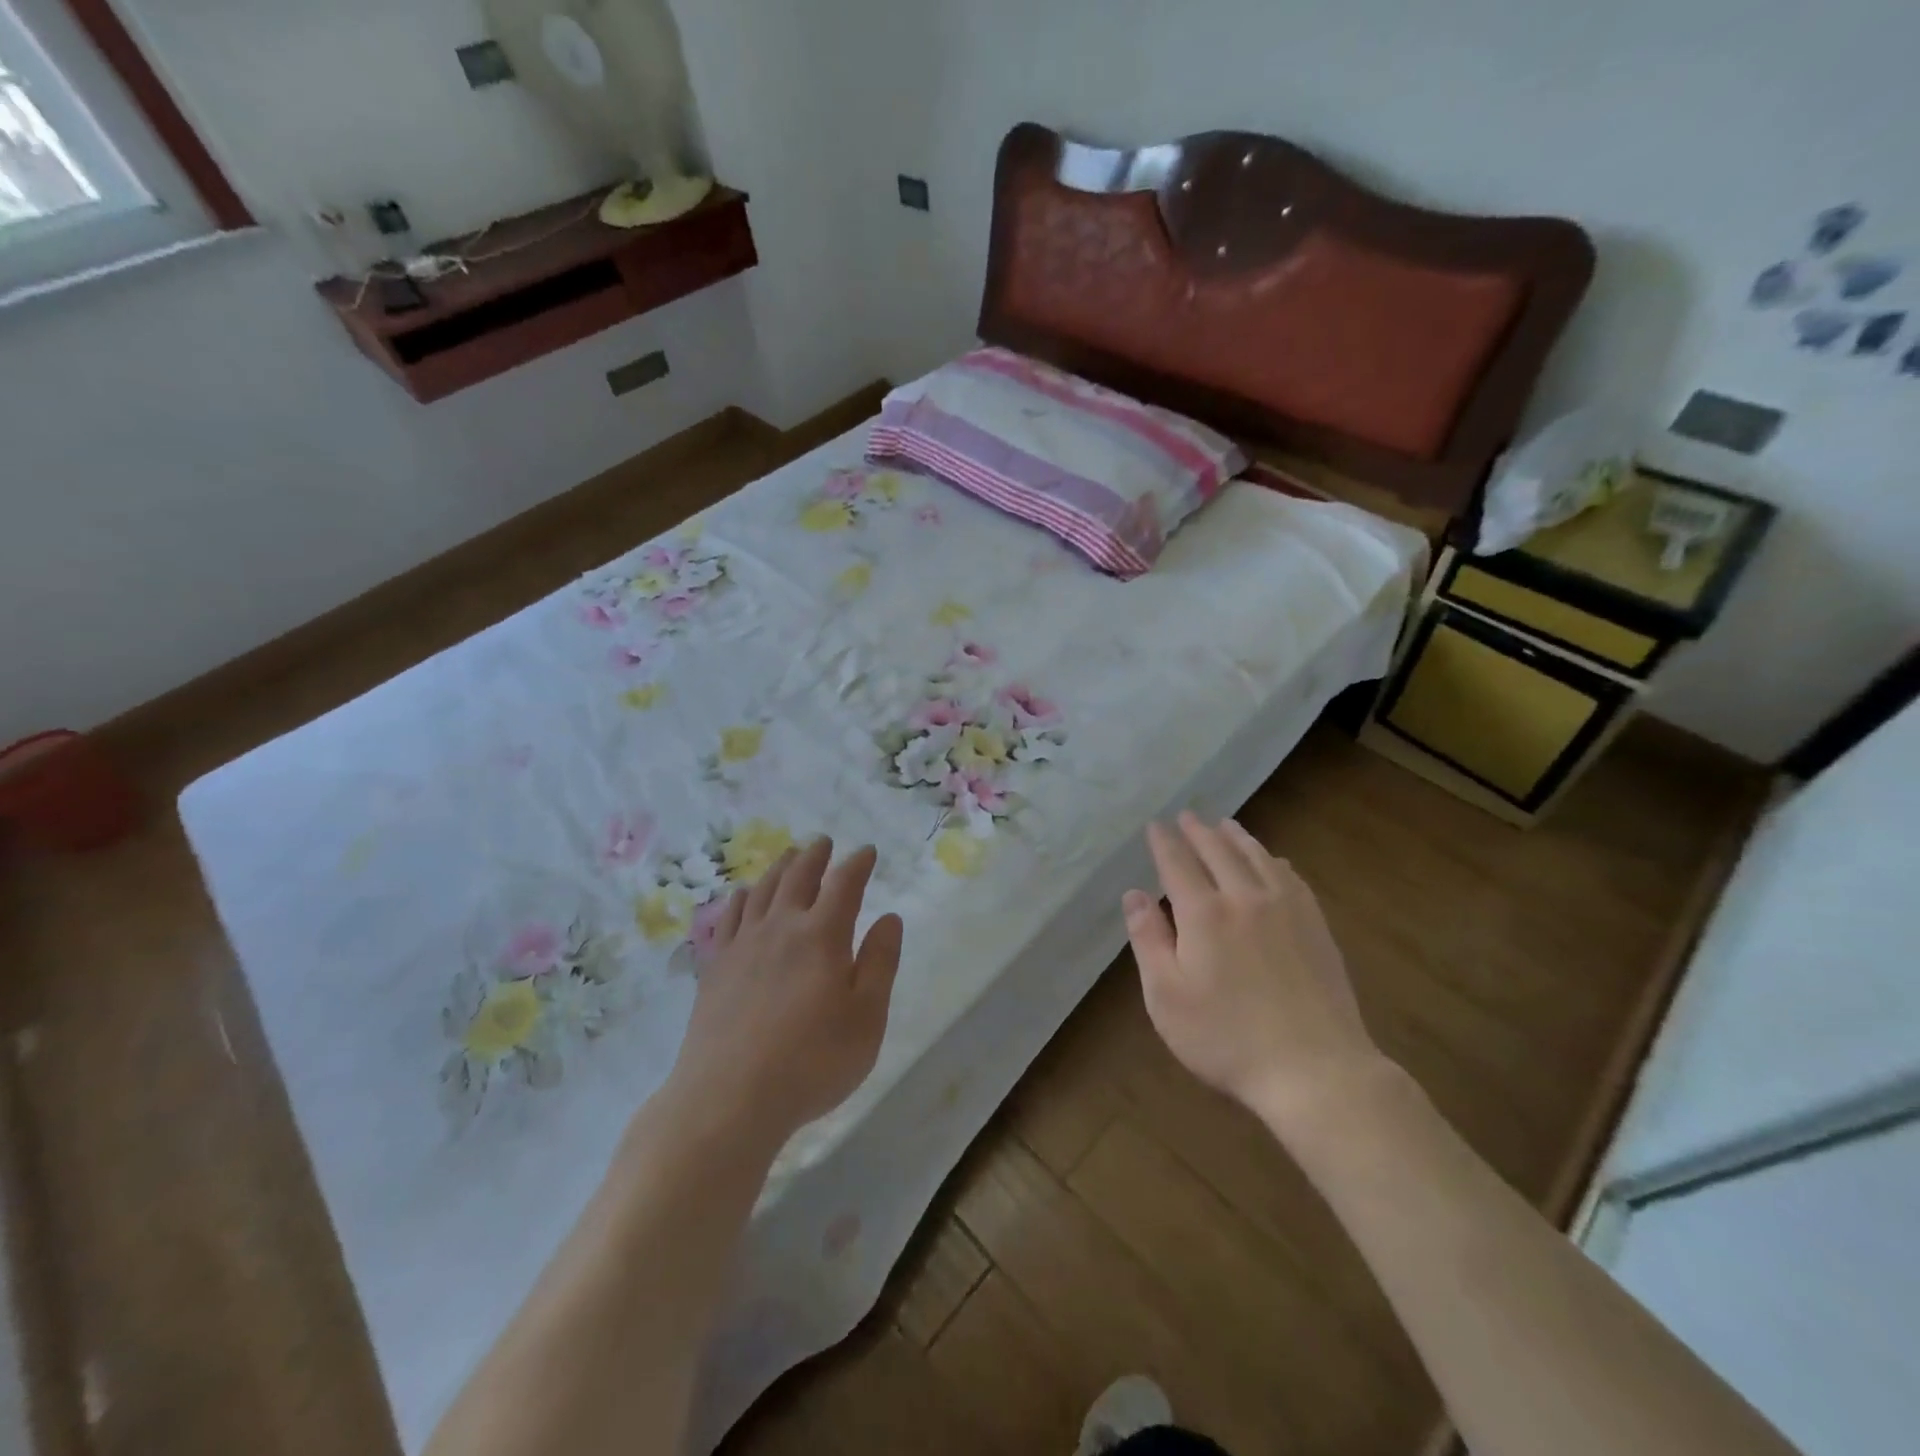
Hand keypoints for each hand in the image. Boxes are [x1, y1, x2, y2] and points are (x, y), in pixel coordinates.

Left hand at [672, 837, 904, 1137]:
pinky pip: (729, 917)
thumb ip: (880, 963)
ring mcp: (743, 945)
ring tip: (789, 856)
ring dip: (780, 868)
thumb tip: (890, 918)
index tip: (867, 851)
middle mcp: (781, 928)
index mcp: (822, 936)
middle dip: (815, 856)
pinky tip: (744, 895)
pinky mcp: (716, 966)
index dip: (857, 863)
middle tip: (823, 842)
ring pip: (763, 890)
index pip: (844, 884)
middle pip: (799, 876)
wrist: (728, 1098)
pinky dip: (742, 898)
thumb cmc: (812, 1062)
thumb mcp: (866, 1018)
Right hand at [1123, 813, 1388, 1128]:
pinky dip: (1274, 860)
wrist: (1315, 1069)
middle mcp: (1245, 898)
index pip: (1178, 864)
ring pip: (1258, 857)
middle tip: (1187, 816)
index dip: (1164, 842)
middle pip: (1218, 852)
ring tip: (1225, 824)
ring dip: (1237, 837)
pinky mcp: (1316, 926)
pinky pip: (1291, 877)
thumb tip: (1134, 894)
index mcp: (1204, 913)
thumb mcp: (1167, 996)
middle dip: (1198, 831)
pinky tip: (1274, 861)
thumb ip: (1148, 940)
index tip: (1155, 825)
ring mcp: (1287, 909)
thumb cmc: (1226, 1038)